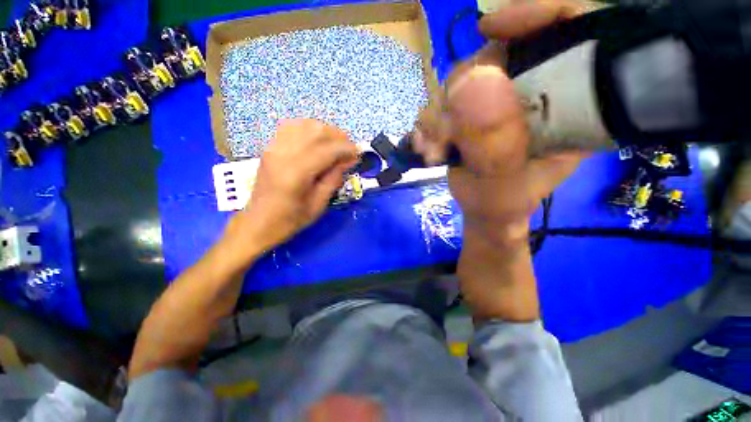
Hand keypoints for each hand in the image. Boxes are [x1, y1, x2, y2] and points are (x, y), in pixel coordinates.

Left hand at [226, 119, 357, 255]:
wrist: (258, 223)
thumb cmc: (290, 220)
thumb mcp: (319, 204)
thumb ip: (334, 178)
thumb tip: (349, 160)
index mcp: (296, 173)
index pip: (327, 150)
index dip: (346, 149)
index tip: (358, 154)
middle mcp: (283, 154)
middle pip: (316, 131)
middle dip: (338, 136)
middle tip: (348, 149)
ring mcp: (274, 148)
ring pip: (304, 125)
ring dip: (325, 131)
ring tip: (335, 144)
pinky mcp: (270, 147)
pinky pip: (292, 127)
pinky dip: (309, 129)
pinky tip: (317, 141)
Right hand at [414, 0, 597, 320]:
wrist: (484, 220)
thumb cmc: (503, 211)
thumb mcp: (503, 190)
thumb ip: (493, 147)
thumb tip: (473, 82)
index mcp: (570, 107)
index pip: (575, 29)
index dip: (540, 14)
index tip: (493, 29)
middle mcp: (536, 95)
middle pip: (501, 55)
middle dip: (463, 89)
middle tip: (443, 132)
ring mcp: (501, 104)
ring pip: (463, 81)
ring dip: (438, 114)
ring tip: (432, 149)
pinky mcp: (474, 115)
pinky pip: (446, 102)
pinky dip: (430, 122)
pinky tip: (427, 146)